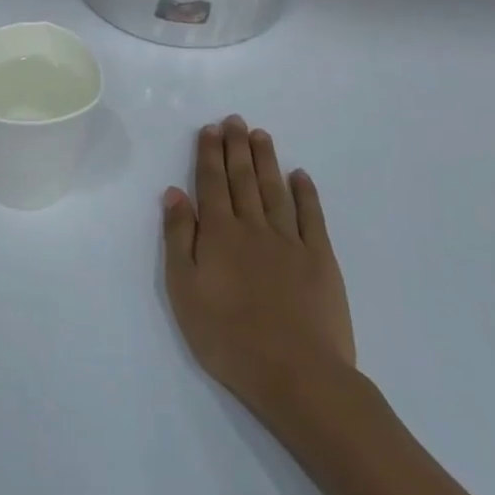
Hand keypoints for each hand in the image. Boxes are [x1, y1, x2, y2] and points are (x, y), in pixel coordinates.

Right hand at [162, 116, 355, 425]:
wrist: (296, 374)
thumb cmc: (227, 336)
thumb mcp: (184, 289)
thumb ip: (178, 237)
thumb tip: (174, 193)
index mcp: (219, 233)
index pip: (211, 183)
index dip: (210, 154)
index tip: (211, 128)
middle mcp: (253, 227)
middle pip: (243, 179)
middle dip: (237, 148)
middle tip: (236, 120)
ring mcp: (290, 242)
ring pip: (275, 190)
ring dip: (266, 161)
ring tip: (261, 135)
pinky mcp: (320, 260)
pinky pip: (312, 217)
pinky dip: (306, 194)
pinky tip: (301, 176)